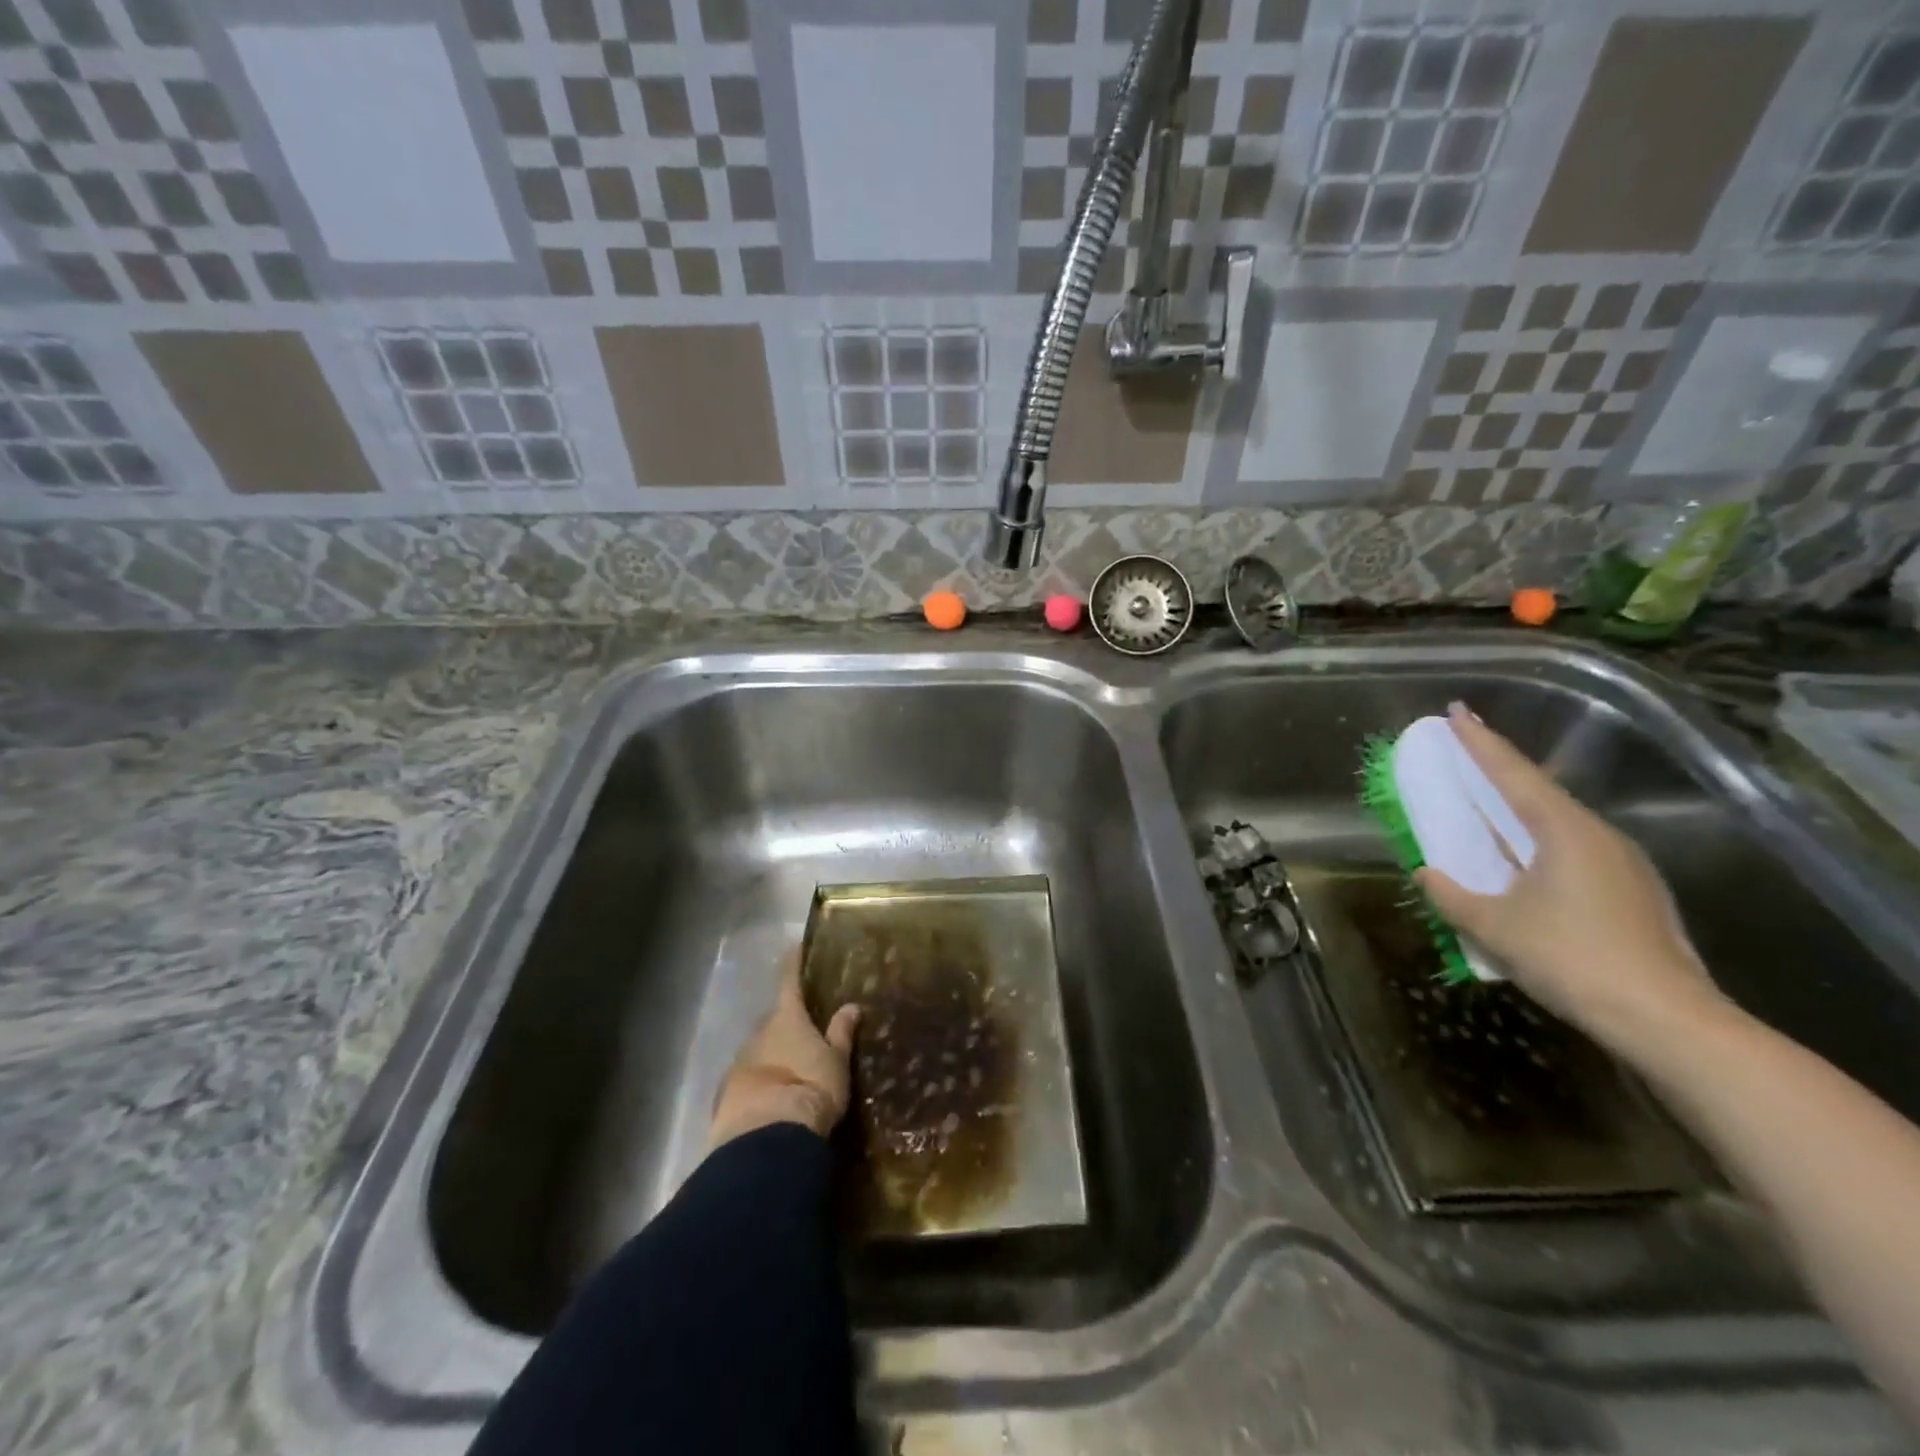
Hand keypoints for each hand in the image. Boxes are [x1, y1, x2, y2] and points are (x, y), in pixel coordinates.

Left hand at [708, 953, 860, 1149]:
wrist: (766, 1138)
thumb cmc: (809, 1088)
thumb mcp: (835, 1062)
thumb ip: (841, 1033)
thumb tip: (851, 1006)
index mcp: (787, 1018)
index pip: (790, 980)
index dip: (794, 962)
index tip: (796, 946)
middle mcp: (759, 1032)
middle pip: (774, 1019)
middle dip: (788, 1021)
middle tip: (807, 1028)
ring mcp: (739, 1062)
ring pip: (760, 1048)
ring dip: (774, 1053)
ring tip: (793, 1068)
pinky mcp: (727, 1093)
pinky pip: (750, 1078)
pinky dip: (762, 1081)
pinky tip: (773, 1096)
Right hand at [1414, 703, 1726, 1055]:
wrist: (1668, 1020)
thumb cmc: (1571, 959)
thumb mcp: (1493, 926)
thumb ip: (1450, 895)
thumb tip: (1425, 873)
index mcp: (1564, 830)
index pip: (1512, 773)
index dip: (1480, 742)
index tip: (1456, 711)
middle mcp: (1598, 836)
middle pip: (1538, 791)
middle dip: (1498, 770)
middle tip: (1465, 751)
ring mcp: (1622, 864)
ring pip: (1557, 823)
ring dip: (1517, 810)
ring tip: (1486, 807)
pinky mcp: (1632, 893)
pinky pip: (1572, 850)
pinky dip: (1537, 842)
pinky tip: (1523, 862)